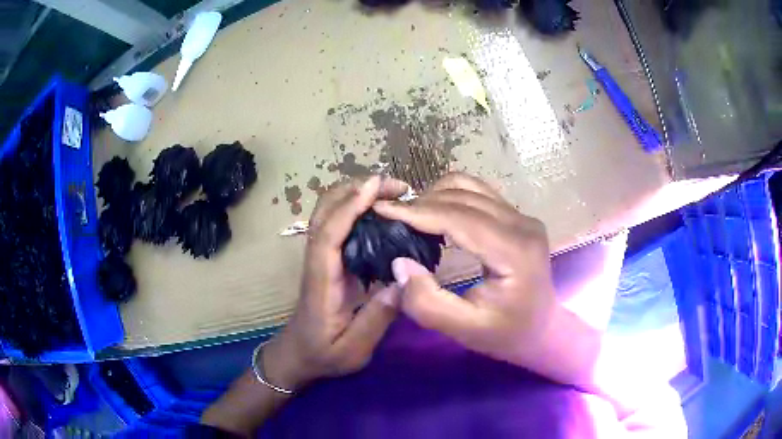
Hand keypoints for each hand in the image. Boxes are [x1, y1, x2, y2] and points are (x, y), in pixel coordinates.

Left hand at [262, 176, 408, 391]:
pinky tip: (382, 211)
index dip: (349, 207)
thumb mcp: (353, 349)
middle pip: (325, 211)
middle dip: (356, 189)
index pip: (329, 235)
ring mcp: (321, 257)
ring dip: (357, 193)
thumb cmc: (323, 354)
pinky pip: (339, 223)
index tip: (375, 185)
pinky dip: (357, 207)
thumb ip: (376, 319)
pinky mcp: (329, 259)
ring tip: (394, 193)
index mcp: (321, 281)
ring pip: (330, 211)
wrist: (298, 354)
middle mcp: (317, 261)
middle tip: (398, 187)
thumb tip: (403, 282)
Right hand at [373, 173, 559, 370]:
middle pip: (463, 196)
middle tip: (390, 219)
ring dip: (435, 196)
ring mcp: (523, 216)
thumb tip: (400, 263)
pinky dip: (450, 198)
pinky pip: (478, 193)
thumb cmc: (506, 334)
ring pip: (470, 186)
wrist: (542, 330)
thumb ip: (428, 303)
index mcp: (515, 251)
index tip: (382, 211)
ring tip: (411, 218)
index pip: (460, 218)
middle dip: (421, 204)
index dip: (418, 212)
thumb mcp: (465, 330)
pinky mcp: (518, 216)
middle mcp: (522, 224)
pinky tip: (436, 216)